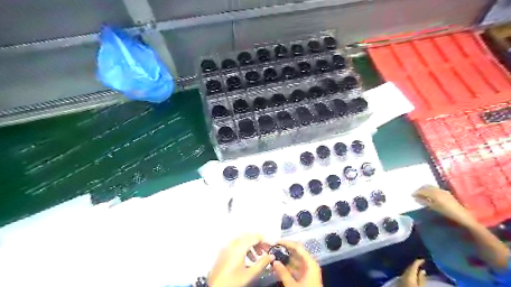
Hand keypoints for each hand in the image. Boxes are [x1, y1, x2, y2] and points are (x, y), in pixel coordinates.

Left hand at [207, 235, 274, 286]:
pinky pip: (235, 244)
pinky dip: (243, 247)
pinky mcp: (223, 252)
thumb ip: (262, 263)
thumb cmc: (232, 282)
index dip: (264, 240)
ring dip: (251, 245)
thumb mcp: (250, 274)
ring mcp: (226, 247)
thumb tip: (271, 257)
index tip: (270, 245)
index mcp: (239, 247)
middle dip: (258, 241)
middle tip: (265, 250)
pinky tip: (247, 259)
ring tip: (257, 256)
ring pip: (241, 240)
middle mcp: (232, 244)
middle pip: (248, 236)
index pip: (255, 237)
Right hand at [268, 239, 319, 286]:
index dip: (287, 243)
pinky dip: (286, 267)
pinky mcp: (305, 277)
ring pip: (294, 261)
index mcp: (310, 263)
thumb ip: (283, 273)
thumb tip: (274, 261)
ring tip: (272, 258)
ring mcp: (307, 271)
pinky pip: (294, 268)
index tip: (276, 241)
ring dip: (284, 259)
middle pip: (296, 253)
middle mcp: (309, 264)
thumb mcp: (293, 285)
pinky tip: (277, 268)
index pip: (298, 247)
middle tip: (272, 249)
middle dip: (284, 251)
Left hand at [399, 258, 427, 286]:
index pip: (413, 265)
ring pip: (406, 272)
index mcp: (409, 275)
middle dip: (414, 265)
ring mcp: (400, 279)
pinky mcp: (400, 283)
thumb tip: (422, 270)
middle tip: (421, 263)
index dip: (418, 261)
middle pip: (409, 268)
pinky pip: (405, 275)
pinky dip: (410, 273)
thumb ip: (422, 279)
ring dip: (411, 269)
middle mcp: (403, 275)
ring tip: (418, 268)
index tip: (423, 259)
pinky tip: (413, 275)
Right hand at [412, 185, 477, 227]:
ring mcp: (443, 191)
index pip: (422, 190)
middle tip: (415, 194)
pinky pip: (435, 189)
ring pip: (431, 187)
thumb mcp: (434, 208)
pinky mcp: (446, 193)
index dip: (416, 192)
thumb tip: (415, 198)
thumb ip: (424, 201)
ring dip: (425, 189)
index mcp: (434, 193)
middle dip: (420, 189)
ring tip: (422, 194)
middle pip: (426, 186)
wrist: (463, 216)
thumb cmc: (447, 213)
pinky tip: (430, 195)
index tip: (411, 195)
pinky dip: (430, 190)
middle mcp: (438, 190)